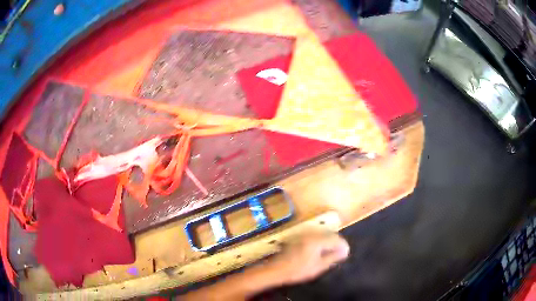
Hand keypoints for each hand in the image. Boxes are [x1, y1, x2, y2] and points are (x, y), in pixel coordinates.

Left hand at [264, 232, 349, 284]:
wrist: (277, 269)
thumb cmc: (298, 270)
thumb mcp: (319, 266)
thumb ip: (333, 257)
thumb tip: (345, 251)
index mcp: (317, 240)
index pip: (336, 239)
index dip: (343, 245)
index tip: (346, 253)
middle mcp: (311, 233)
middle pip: (330, 234)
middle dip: (337, 242)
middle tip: (340, 253)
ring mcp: (304, 234)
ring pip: (322, 234)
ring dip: (329, 241)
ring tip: (331, 252)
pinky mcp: (299, 236)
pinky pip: (315, 236)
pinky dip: (321, 241)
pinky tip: (320, 250)